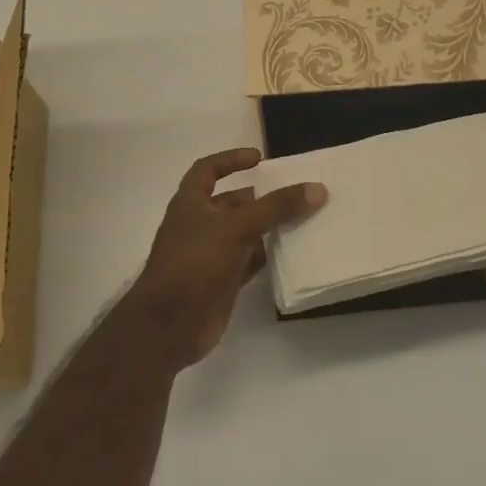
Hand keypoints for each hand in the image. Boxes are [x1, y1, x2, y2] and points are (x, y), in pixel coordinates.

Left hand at [131, 148, 326, 369]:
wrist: (169, 326)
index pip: (208, 169)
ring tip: (303, 218)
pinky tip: (292, 252)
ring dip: (268, 226)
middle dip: (261, 197)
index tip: (260, 159)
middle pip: (233, 202)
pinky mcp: (222, 281)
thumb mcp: (236, 227)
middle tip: (295, 192)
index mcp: (191, 203)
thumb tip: (317, 188)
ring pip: (244, 232)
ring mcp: (210, 254)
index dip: (231, 159)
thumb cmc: (194, 263)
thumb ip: (276, 207)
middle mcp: (199, 224)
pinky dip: (268, 255)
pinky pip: (250, 260)